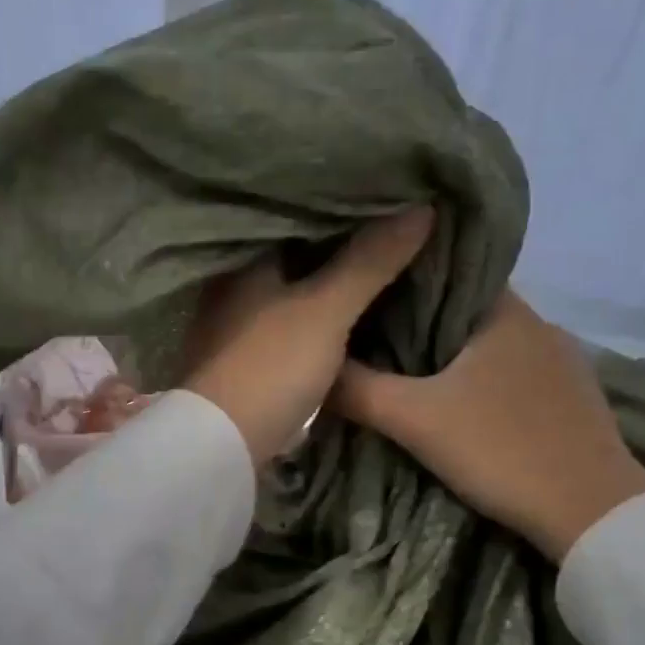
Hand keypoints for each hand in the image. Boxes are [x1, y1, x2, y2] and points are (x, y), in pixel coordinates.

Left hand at [183, 209, 433, 465]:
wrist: (223, 445)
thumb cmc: (271, 365)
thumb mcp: (326, 308)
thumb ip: (370, 260)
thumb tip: (421, 206)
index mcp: (244, 263)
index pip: (294, 218)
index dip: (338, 209)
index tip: (381, 199)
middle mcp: (232, 289)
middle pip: (293, 258)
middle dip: (335, 249)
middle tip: (388, 231)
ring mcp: (234, 328)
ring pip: (290, 294)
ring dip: (326, 286)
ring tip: (376, 267)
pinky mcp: (243, 363)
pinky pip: (287, 326)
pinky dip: (314, 319)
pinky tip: (343, 317)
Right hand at [332, 289, 644, 559]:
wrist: (591, 512)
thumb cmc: (501, 449)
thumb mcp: (415, 420)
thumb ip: (358, 390)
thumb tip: (315, 368)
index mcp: (505, 312)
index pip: (448, 273)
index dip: (405, 282)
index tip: (368, 297)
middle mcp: (540, 324)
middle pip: (468, 311)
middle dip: (424, 324)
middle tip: (375, 340)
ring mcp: (564, 362)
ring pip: (493, 345)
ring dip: (457, 355)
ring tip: (410, 372)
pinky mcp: (574, 398)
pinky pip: (516, 373)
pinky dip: (485, 379)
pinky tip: (464, 404)